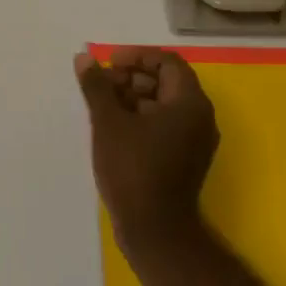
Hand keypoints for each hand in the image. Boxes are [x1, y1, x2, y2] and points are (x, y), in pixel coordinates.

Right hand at [74, 48, 218, 253]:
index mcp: (189, 103)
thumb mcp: (108, 122)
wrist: (155, 229)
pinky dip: (141, 118)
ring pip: (164, 104)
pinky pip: (165, 125)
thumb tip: (85, 57)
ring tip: (102, 106)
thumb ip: (97, 86)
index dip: (136, 56)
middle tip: (101, 85)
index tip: (108, 63)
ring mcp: (195, 140)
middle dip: (132, 77)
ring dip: (133, 97)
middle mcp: (200, 117)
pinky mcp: (186, 158)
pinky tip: (113, 128)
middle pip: (167, 82)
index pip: (167, 62)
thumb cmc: (133, 168)